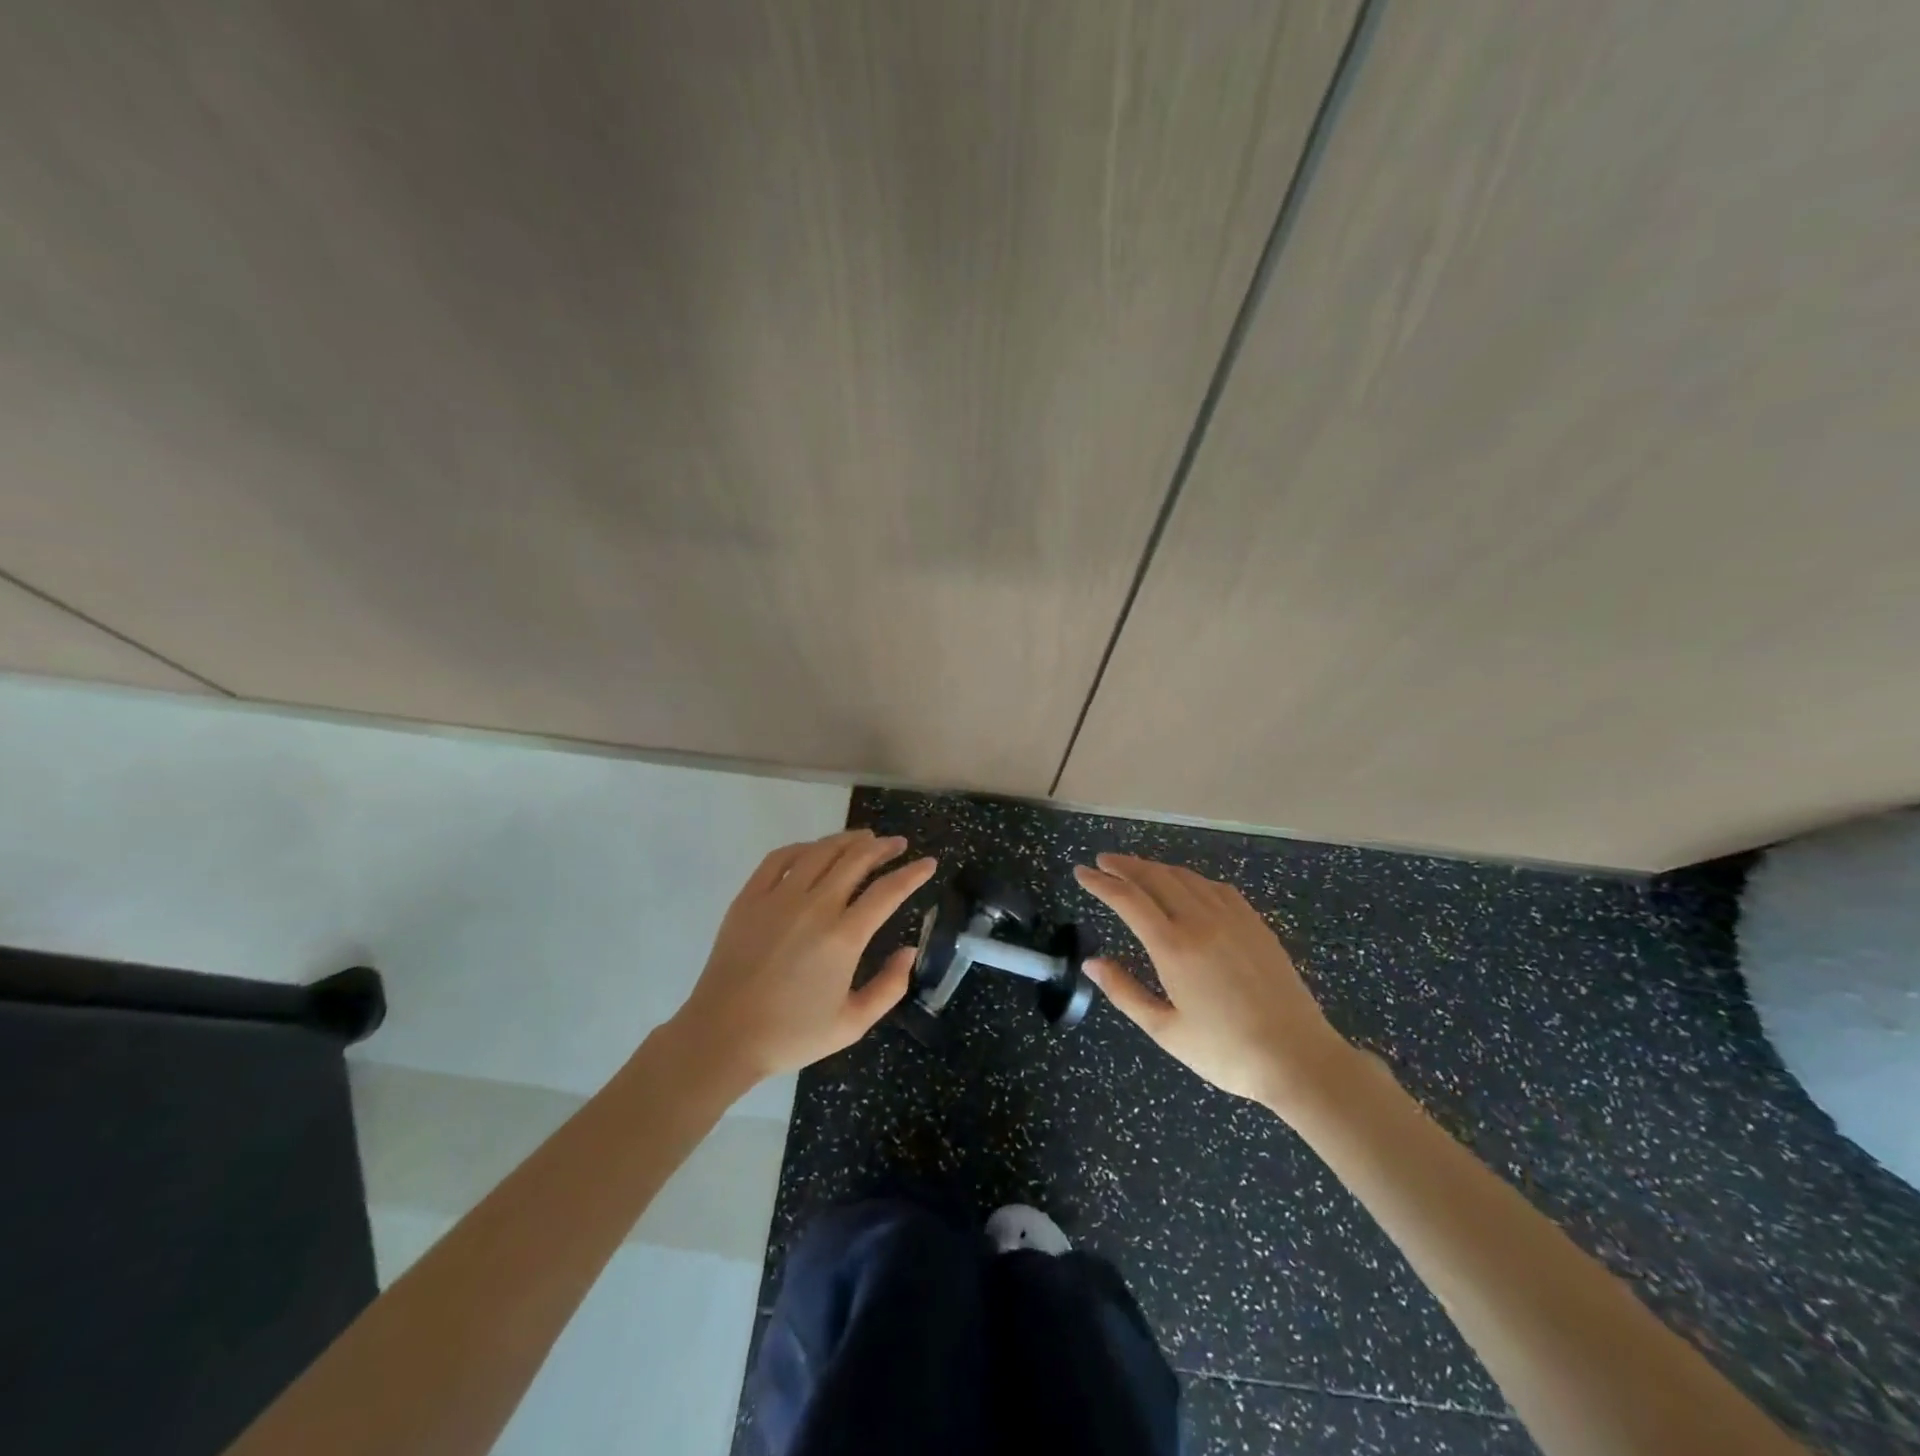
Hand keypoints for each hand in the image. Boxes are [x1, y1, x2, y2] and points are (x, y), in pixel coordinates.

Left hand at [670, 830, 935, 1080]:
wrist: (722, 1037)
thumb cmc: (791, 1035)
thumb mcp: (852, 1024)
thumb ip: (890, 987)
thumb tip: (910, 951)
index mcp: (844, 937)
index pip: (888, 891)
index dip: (913, 873)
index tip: (929, 863)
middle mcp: (815, 906)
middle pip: (857, 860)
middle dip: (884, 847)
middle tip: (898, 844)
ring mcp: (779, 897)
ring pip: (822, 851)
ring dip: (848, 840)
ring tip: (865, 838)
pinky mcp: (750, 897)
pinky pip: (781, 858)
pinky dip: (805, 847)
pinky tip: (815, 849)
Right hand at [1074, 853, 1353, 1111]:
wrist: (1299, 1059)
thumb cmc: (1226, 1052)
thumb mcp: (1165, 1030)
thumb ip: (1124, 992)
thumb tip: (1092, 962)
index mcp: (1174, 947)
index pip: (1128, 899)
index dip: (1101, 883)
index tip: (1081, 872)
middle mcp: (1201, 921)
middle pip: (1156, 877)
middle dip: (1125, 866)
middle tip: (1103, 862)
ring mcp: (1233, 919)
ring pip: (1186, 877)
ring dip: (1156, 868)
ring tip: (1137, 870)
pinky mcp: (1256, 925)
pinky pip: (1216, 888)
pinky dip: (1191, 879)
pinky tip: (1187, 885)